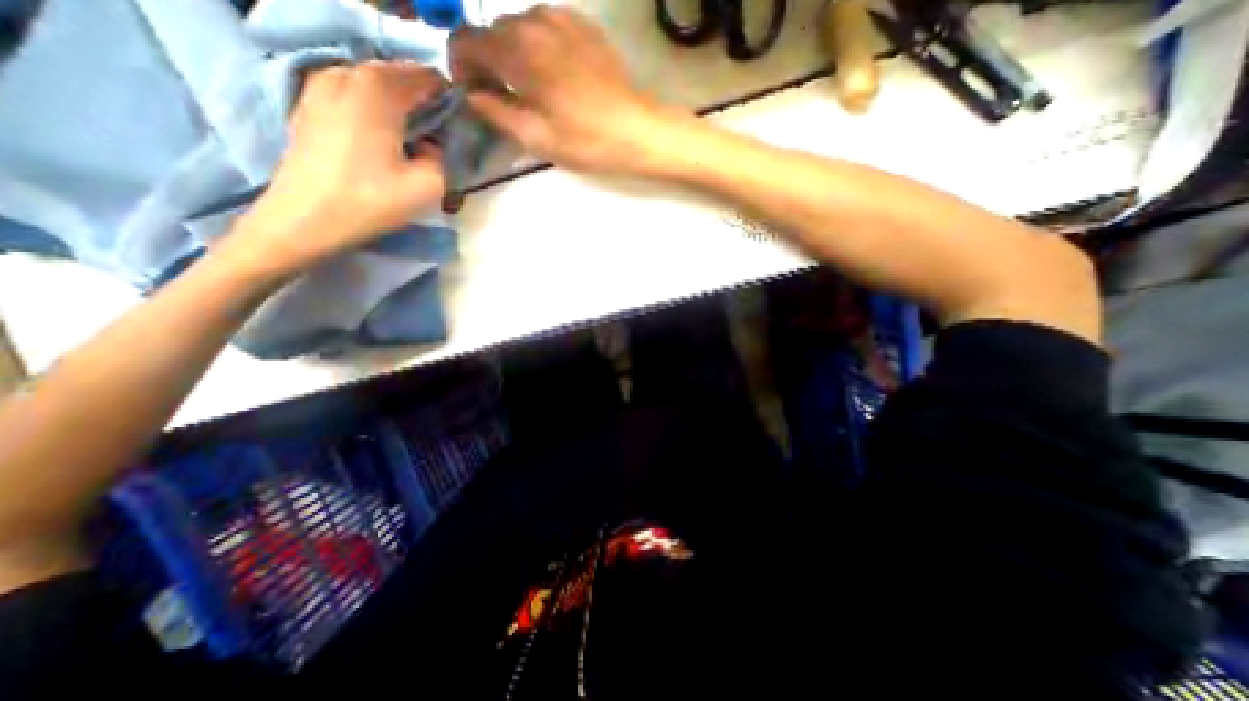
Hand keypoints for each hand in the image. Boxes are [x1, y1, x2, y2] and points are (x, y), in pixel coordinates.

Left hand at [227, 60, 447, 273]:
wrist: (307, 217)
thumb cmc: (371, 200)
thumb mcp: (428, 186)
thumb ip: (442, 158)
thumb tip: (431, 145)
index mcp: (379, 92)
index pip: (423, 76)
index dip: (445, 94)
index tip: (459, 116)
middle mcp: (346, 77)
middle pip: (393, 72)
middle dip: (420, 93)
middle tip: (438, 123)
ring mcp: (320, 87)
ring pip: (368, 78)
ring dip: (394, 95)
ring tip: (411, 124)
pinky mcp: (307, 104)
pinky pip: (348, 88)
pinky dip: (369, 100)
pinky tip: (379, 126)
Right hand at [449, 6, 688, 177]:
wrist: (636, 129)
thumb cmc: (585, 141)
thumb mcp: (536, 138)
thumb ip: (496, 112)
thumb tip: (472, 94)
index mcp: (516, 52)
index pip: (464, 40)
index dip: (461, 67)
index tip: (476, 93)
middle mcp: (533, 21)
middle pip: (491, 32)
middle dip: (488, 61)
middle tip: (506, 96)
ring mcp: (560, 17)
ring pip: (518, 27)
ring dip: (515, 53)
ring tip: (534, 87)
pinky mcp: (582, 23)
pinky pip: (546, 25)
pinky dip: (540, 45)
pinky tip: (556, 73)